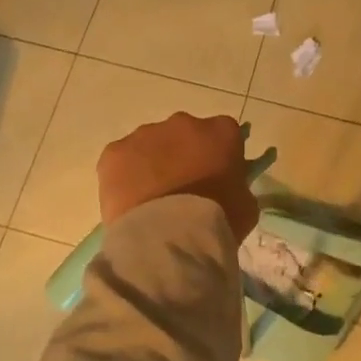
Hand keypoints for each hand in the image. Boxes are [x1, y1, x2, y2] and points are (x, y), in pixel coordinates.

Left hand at [98, 112, 259, 243]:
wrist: (168, 238)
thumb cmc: (217, 221)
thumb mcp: (246, 204)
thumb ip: (237, 185)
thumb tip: (228, 186)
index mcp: (221, 131)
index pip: (224, 134)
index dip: (219, 154)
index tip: (216, 176)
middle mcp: (183, 122)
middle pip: (184, 134)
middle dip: (183, 155)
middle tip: (182, 188)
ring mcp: (145, 134)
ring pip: (150, 145)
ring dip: (153, 164)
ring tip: (153, 200)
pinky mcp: (115, 152)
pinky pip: (122, 160)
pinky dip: (125, 177)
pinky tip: (130, 203)